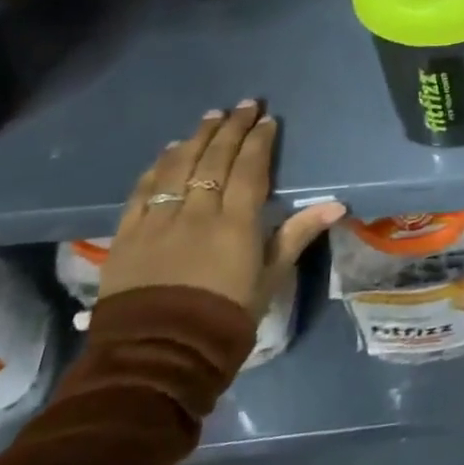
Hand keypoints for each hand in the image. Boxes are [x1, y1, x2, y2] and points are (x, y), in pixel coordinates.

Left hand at [100, 100, 344, 317]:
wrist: (157, 358)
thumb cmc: (225, 319)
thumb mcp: (270, 278)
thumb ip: (296, 235)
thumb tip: (336, 204)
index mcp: (235, 223)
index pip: (249, 168)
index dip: (259, 141)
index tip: (267, 120)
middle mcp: (196, 213)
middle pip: (214, 160)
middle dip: (231, 128)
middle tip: (244, 105)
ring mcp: (158, 221)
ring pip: (178, 167)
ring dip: (196, 138)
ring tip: (210, 117)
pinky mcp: (127, 236)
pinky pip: (143, 191)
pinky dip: (158, 166)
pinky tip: (169, 151)